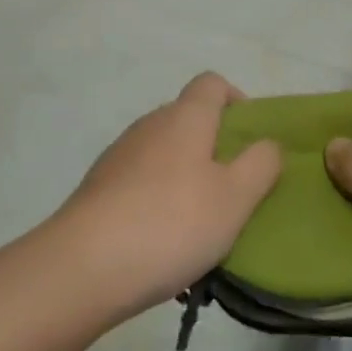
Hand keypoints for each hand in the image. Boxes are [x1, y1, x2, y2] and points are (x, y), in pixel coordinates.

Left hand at [50, 73, 281, 326]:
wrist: (82, 267)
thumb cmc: (171, 224)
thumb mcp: (235, 198)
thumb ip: (261, 165)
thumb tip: (269, 143)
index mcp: (185, 117)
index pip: (212, 83)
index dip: (236, 101)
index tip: (251, 140)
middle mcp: (150, 124)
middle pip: (189, 118)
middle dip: (214, 146)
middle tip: (233, 190)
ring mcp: (120, 155)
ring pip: (164, 152)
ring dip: (185, 176)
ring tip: (199, 225)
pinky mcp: (98, 188)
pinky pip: (140, 181)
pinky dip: (157, 198)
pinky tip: (162, 242)